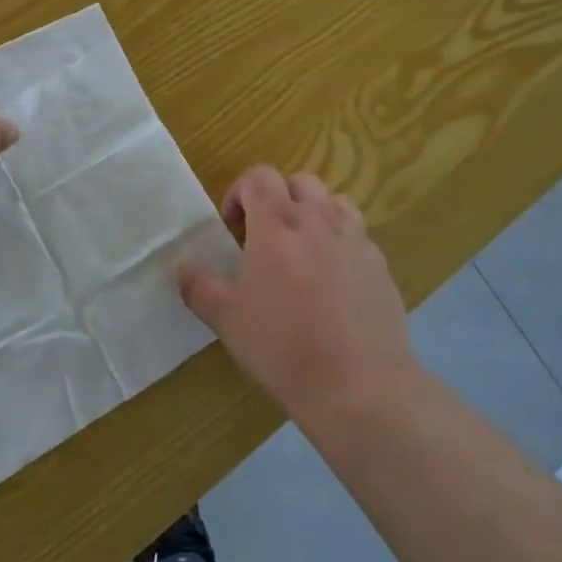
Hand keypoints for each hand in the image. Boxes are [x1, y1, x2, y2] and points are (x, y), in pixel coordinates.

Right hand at [176, 166, 416, 422]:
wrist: (359, 385)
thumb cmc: (283, 346)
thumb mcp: (227, 320)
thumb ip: (199, 287)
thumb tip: (180, 267)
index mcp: (277, 224)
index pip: (259, 176)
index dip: (241, 192)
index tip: (232, 226)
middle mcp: (319, 220)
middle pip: (300, 181)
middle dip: (279, 198)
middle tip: (265, 236)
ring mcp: (356, 240)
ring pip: (335, 202)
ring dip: (315, 213)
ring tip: (303, 250)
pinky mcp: (381, 265)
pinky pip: (358, 236)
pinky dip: (341, 243)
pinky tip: (334, 282)